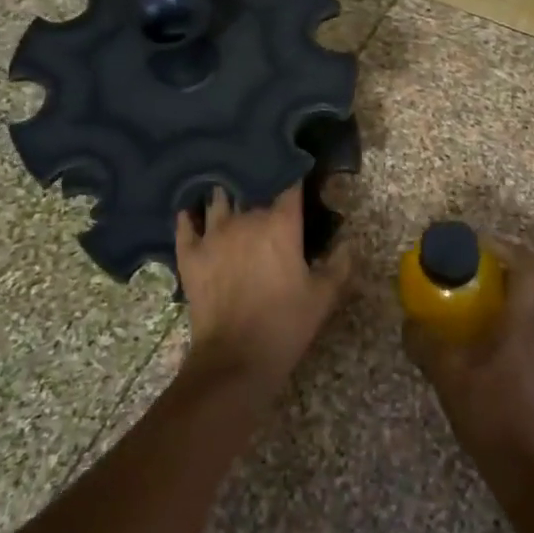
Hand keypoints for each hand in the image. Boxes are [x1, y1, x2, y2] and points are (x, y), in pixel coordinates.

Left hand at [175, 185, 349, 393]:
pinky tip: (192, 212)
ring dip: (226, 194)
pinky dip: (189, 214)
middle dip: (260, 184)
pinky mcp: (189, 253)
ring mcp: (212, 234)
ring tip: (231, 194)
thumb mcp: (324, 296)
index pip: (289, 184)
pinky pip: (185, 223)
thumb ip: (340, 263)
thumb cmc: (286, 324)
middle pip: (252, 186)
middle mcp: (246, 219)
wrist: (235, 359)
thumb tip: (348, 240)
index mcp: (281, 224)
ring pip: (218, 198)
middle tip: (266, 189)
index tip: (299, 174)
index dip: (294, 175)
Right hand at [404, 236, 533, 484]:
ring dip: (511, 301)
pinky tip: (488, 351)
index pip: (528, 266)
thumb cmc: (492, 416)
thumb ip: (425, 344)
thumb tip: (409, 323)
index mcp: (523, 323)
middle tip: (474, 275)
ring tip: (477, 311)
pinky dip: (515, 329)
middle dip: (506, 271)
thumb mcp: (448, 377)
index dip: (504, 246)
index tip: (476, 244)